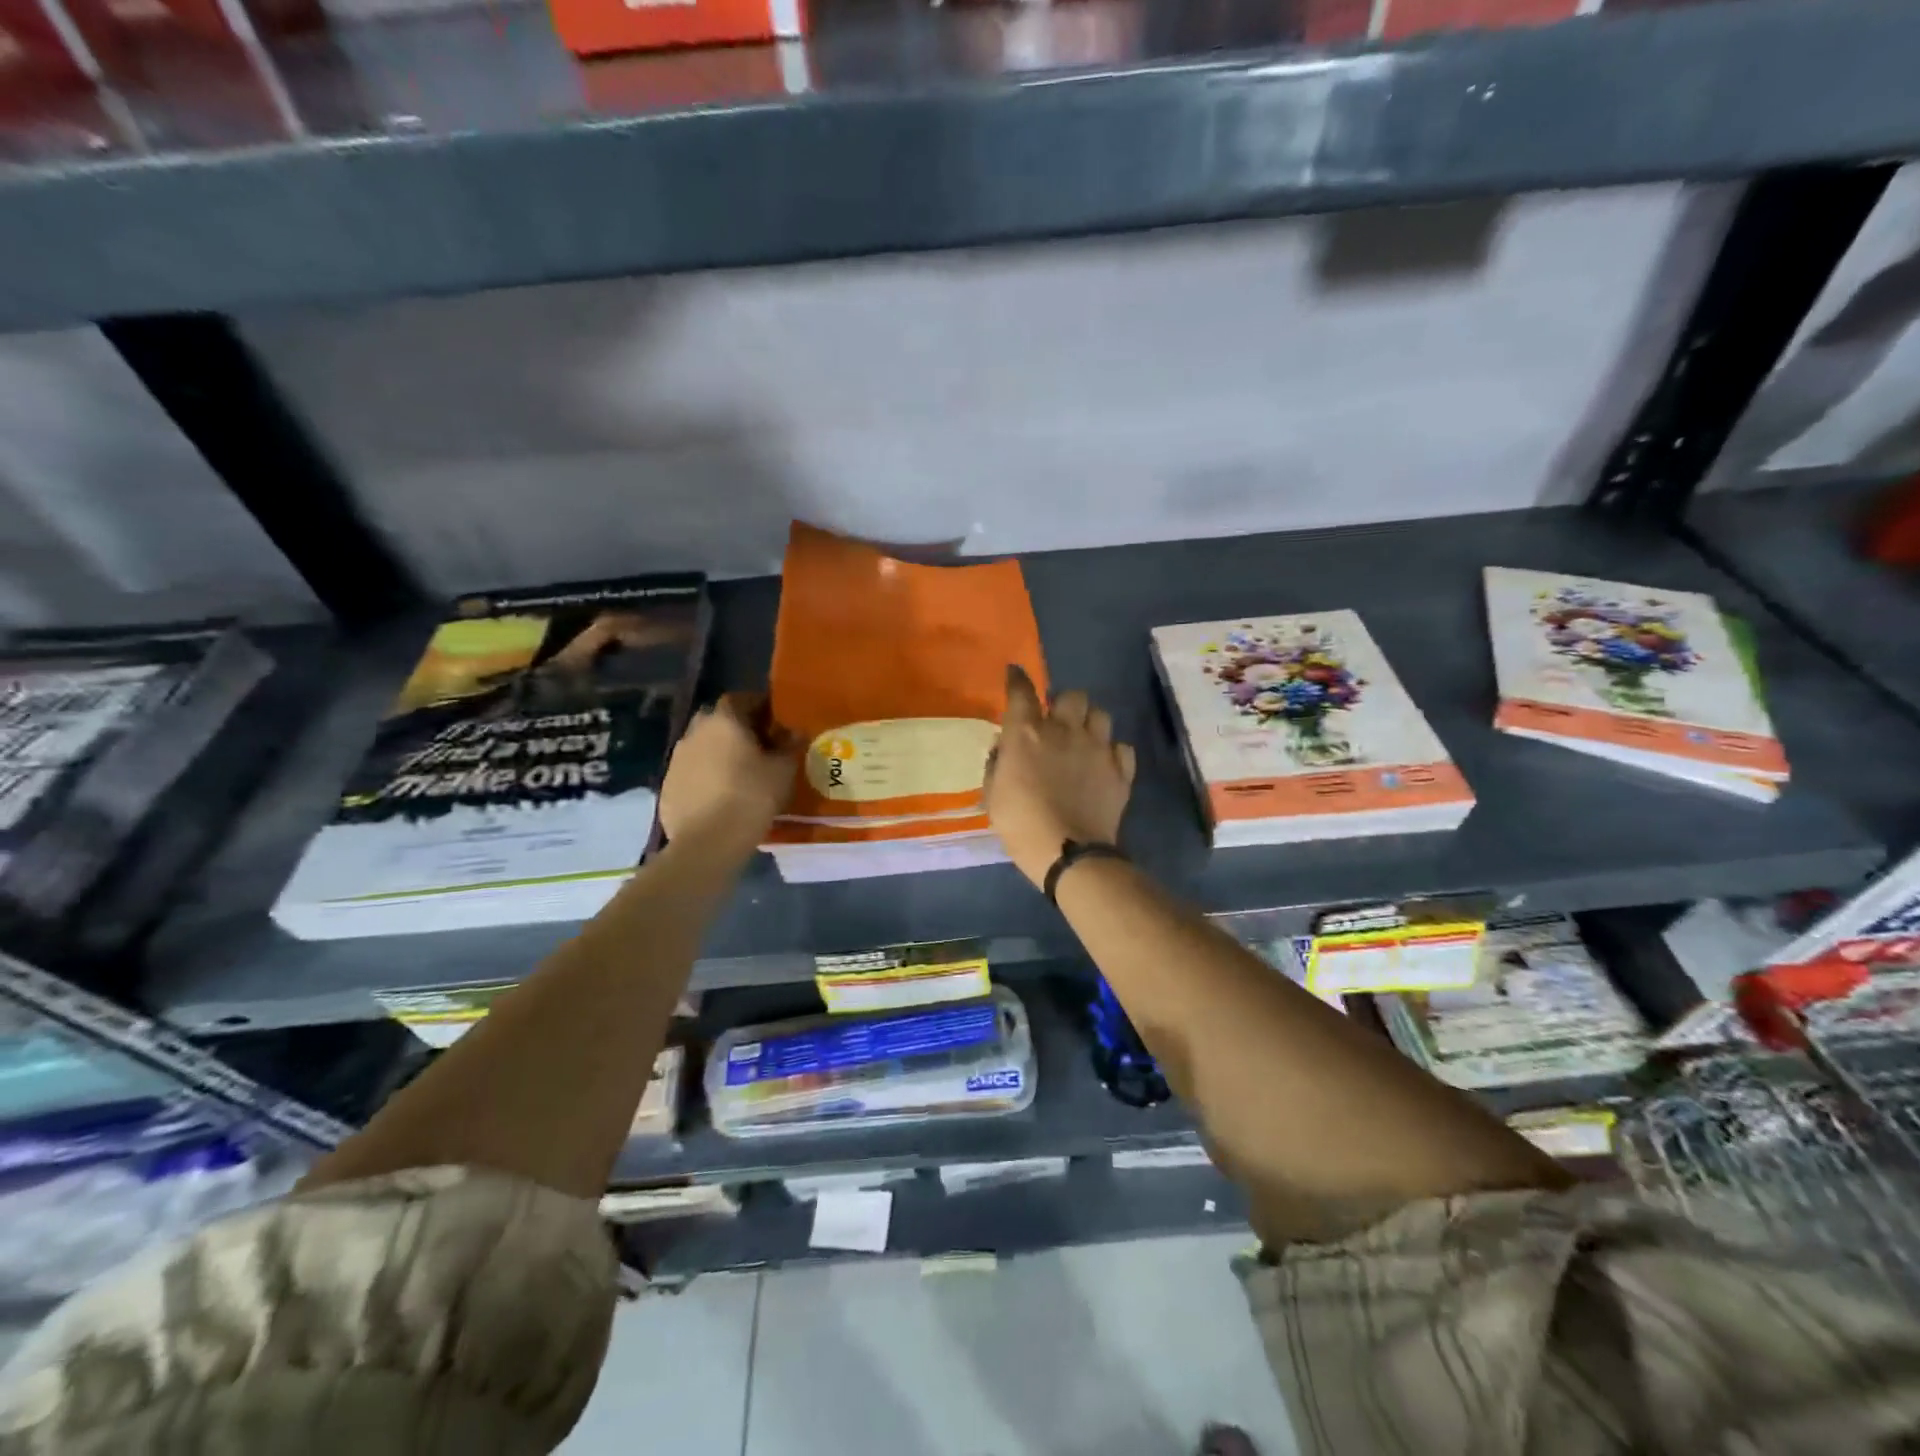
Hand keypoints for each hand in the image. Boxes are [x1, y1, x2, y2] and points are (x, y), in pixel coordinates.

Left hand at [659, 695, 797, 852]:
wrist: (708, 842)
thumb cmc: (751, 797)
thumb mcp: (783, 771)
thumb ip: (790, 746)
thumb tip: (795, 733)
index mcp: (724, 720)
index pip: (741, 698)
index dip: (760, 707)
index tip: (776, 722)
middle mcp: (695, 732)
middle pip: (719, 721)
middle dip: (738, 729)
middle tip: (760, 747)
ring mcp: (676, 759)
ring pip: (703, 746)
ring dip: (720, 753)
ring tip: (741, 774)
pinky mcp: (667, 786)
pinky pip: (692, 772)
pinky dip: (706, 776)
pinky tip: (721, 796)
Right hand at [986, 666, 1135, 888]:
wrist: (1069, 853)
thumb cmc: (1020, 824)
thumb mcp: (993, 795)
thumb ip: (997, 764)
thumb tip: (1005, 747)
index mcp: (1027, 734)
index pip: (1021, 691)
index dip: (1017, 678)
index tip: (1015, 672)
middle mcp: (1064, 730)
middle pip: (1072, 695)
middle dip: (1064, 703)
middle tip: (1058, 722)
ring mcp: (1097, 748)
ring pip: (1101, 714)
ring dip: (1090, 723)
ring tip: (1084, 741)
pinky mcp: (1121, 769)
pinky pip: (1121, 747)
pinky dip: (1112, 753)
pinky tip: (1104, 765)